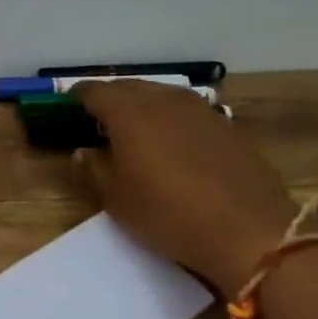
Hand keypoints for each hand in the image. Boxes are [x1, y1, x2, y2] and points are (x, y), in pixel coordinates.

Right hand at [74, 80, 297, 298]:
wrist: (248, 231)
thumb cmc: (168, 214)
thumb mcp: (117, 200)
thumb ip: (94, 169)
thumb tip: (83, 151)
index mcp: (129, 113)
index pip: (96, 92)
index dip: (79, 95)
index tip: (69, 103)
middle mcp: (163, 101)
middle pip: (129, 87)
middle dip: (111, 96)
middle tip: (99, 115)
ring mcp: (199, 110)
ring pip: (161, 95)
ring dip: (144, 104)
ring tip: (136, 125)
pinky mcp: (226, 127)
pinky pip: (188, 111)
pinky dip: (172, 118)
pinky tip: (173, 140)